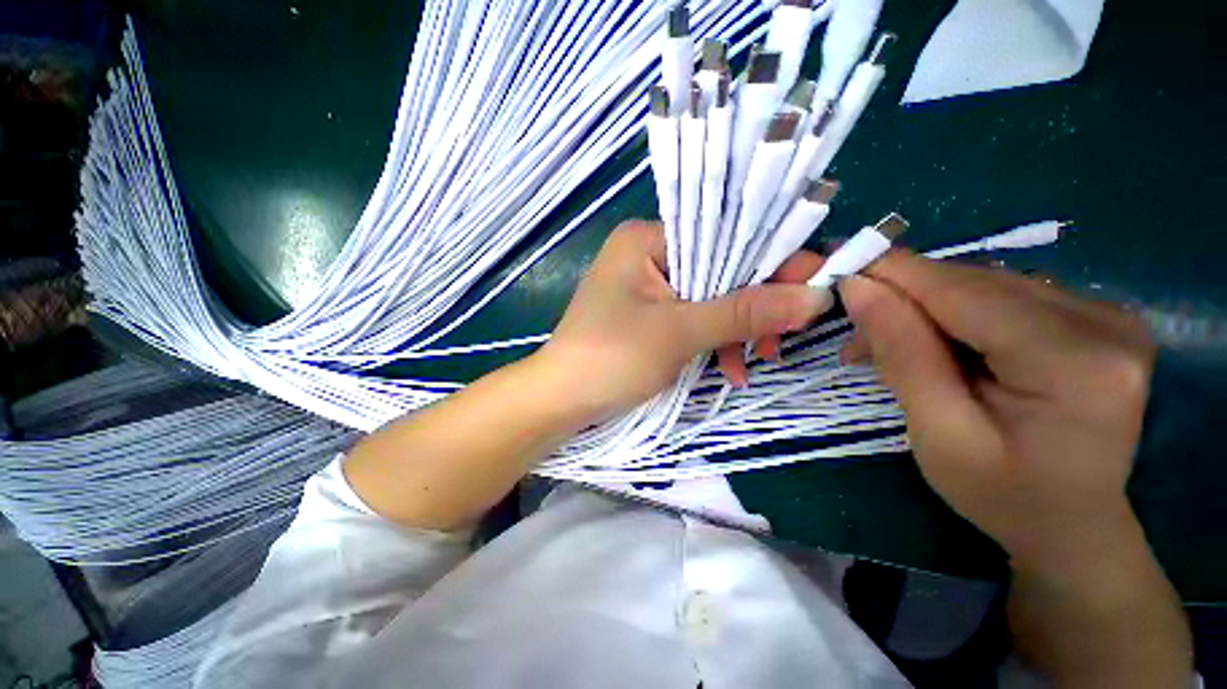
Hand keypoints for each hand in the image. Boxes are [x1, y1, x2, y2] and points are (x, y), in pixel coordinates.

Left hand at [538, 221, 823, 421]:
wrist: (561, 402)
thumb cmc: (610, 358)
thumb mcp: (679, 332)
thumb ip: (744, 312)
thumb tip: (814, 296)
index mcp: (646, 239)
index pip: (723, 234)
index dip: (771, 259)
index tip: (813, 285)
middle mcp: (648, 255)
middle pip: (719, 268)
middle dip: (753, 306)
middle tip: (782, 339)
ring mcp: (649, 288)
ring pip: (710, 298)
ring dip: (736, 331)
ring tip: (755, 363)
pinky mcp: (650, 316)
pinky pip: (694, 319)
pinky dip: (715, 342)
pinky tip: (729, 369)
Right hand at [838, 252, 1155, 572]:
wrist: (1074, 524)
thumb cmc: (1002, 495)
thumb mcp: (937, 434)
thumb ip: (901, 354)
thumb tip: (859, 287)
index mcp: (1073, 362)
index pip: (962, 291)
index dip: (892, 274)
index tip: (836, 271)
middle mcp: (1103, 321)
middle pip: (974, 283)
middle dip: (903, 301)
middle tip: (857, 341)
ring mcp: (1107, 314)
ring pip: (984, 284)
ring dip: (926, 308)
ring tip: (889, 346)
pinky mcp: (1097, 316)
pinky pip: (1004, 294)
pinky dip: (956, 313)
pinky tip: (935, 343)